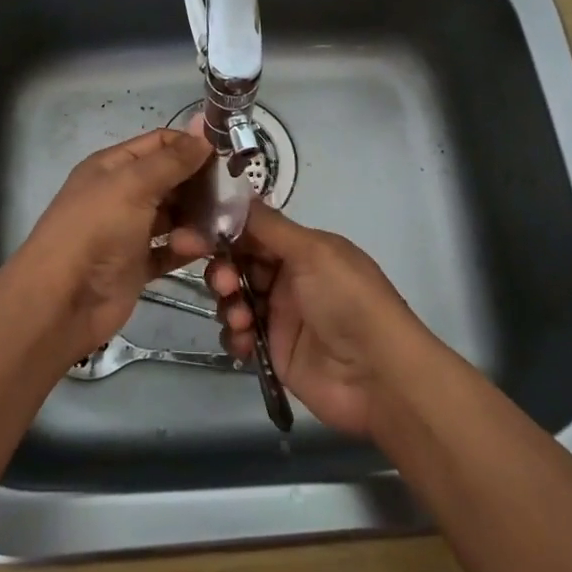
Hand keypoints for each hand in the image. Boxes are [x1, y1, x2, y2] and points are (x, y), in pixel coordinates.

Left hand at [11, 128, 214, 356]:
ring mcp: (129, 231)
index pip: (160, 144)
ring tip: (220, 227)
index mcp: (113, 166)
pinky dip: (187, 248)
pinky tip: (206, 250)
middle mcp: (121, 194)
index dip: (192, 145)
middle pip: (171, 179)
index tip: (229, 154)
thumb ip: (172, 160)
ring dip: (197, 219)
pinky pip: (170, 250)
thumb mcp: (133, 185)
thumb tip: (204, 132)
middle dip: (201, 184)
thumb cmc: (95, 232)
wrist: (61, 303)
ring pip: (174, 215)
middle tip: (236, 194)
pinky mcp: (137, 265)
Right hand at [206, 199, 425, 436]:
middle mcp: (290, 278)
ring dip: (229, 303)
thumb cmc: (348, 301)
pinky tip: (246, 340)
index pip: (254, 232)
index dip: (224, 232)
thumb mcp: (314, 252)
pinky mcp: (274, 351)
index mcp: (303, 249)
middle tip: (224, 283)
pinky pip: (240, 336)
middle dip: (223, 270)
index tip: (193, 234)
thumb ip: (269, 227)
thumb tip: (235, 195)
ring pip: (235, 299)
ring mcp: (281, 316)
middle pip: (239, 264)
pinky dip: (236, 335)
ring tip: (241, 317)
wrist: (378, 375)